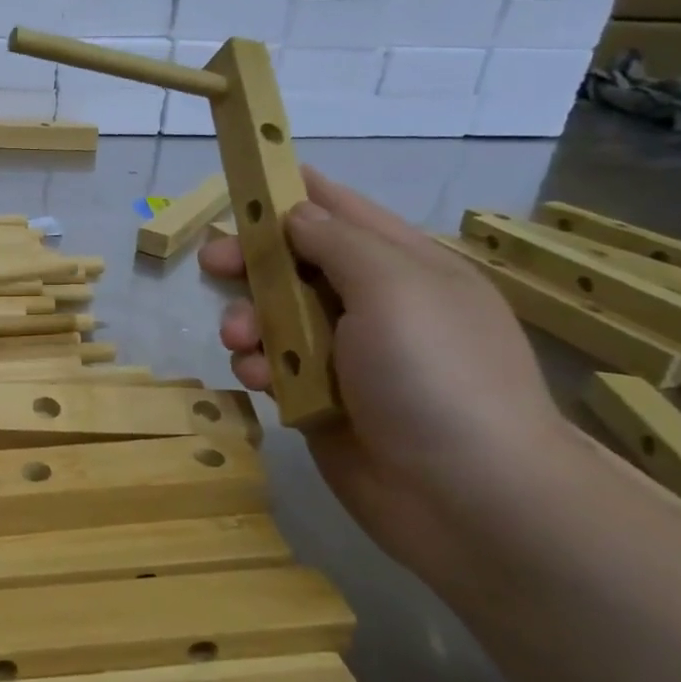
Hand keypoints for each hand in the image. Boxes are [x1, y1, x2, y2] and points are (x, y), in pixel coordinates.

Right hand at [199, 169, 573, 586]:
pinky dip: (260, 368)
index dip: (292, 193)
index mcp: (403, 265)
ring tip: (241, 341)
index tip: (242, 181)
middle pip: (295, 263)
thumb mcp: (394, 287)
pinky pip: (274, 367)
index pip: (340, 211)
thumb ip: (337, 240)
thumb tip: (297, 212)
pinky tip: (261, 382)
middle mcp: (373, 304)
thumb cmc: (435, 375)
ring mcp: (345, 356)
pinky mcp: (319, 399)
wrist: (467, 500)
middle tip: (213, 263)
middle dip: (252, 261)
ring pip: (275, 317)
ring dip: (249, 321)